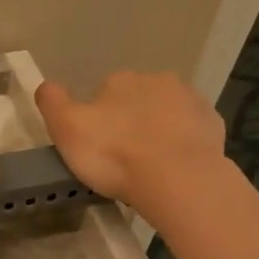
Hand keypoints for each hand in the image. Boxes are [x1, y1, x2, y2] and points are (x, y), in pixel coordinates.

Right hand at [34, 73, 227, 212]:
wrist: (178, 178)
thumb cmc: (115, 154)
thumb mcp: (67, 129)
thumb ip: (52, 103)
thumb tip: (45, 85)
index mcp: (120, 80)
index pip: (104, 93)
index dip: (98, 120)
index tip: (97, 147)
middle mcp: (157, 80)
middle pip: (138, 100)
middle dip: (131, 121)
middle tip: (123, 159)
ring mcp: (190, 101)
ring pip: (167, 113)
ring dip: (159, 131)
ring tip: (150, 167)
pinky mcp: (213, 124)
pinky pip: (192, 131)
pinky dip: (183, 144)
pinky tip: (175, 167)